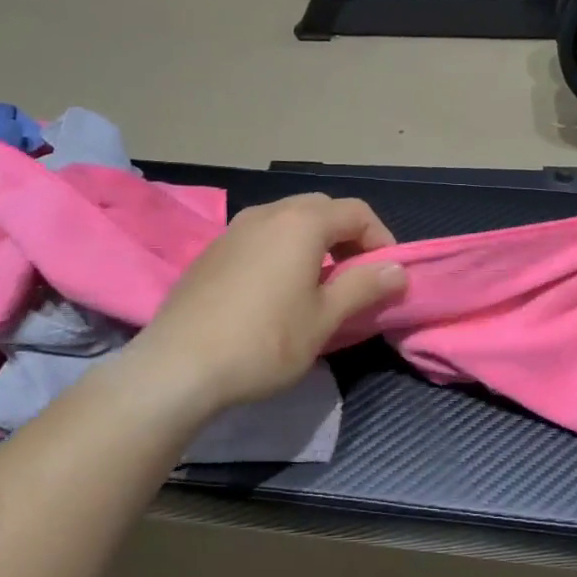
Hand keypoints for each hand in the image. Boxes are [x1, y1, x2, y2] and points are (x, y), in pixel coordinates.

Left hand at [126, 194, 408, 411]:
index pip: (356, 212)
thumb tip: (398, 270)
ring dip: (313, 244)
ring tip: (317, 286)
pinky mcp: (211, 251)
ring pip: (287, 222)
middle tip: (355, 278)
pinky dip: (281, 252)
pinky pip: (260, 238)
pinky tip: (275, 293)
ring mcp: (233, 229)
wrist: (178, 366)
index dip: (381, 240)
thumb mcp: (324, 319)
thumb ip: (364, 286)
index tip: (387, 276)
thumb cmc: (264, 341)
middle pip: (321, 210)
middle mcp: (266, 213)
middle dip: (347, 238)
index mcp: (301, 222)